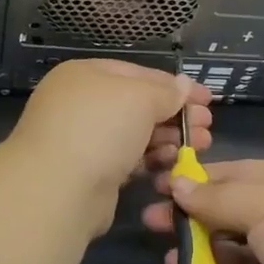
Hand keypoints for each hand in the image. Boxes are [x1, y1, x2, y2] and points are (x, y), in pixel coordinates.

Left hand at [7, 59, 212, 233]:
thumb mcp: (139, 98)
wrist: (56, 190)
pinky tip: (173, 166)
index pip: (139, 73)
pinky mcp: (91, 172)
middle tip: (207, 128)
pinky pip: (128, 160)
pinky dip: (151, 161)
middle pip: (138, 105)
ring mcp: (84, 139)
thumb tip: (184, 85)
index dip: (176, 86)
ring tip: (199, 147)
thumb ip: (165, 92)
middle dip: (175, 115)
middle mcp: (82, 103)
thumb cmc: (99, 128)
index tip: (207, 100)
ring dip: (168, 139)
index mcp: (86, 74)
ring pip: (135, 134)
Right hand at [143, 161, 263, 263]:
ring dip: (202, 250)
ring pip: (237, 250)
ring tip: (168, 254)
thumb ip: (218, 197)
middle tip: (152, 220)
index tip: (163, 183)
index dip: (201, 178)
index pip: (241, 173)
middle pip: (235, 211)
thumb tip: (177, 186)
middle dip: (194, 214)